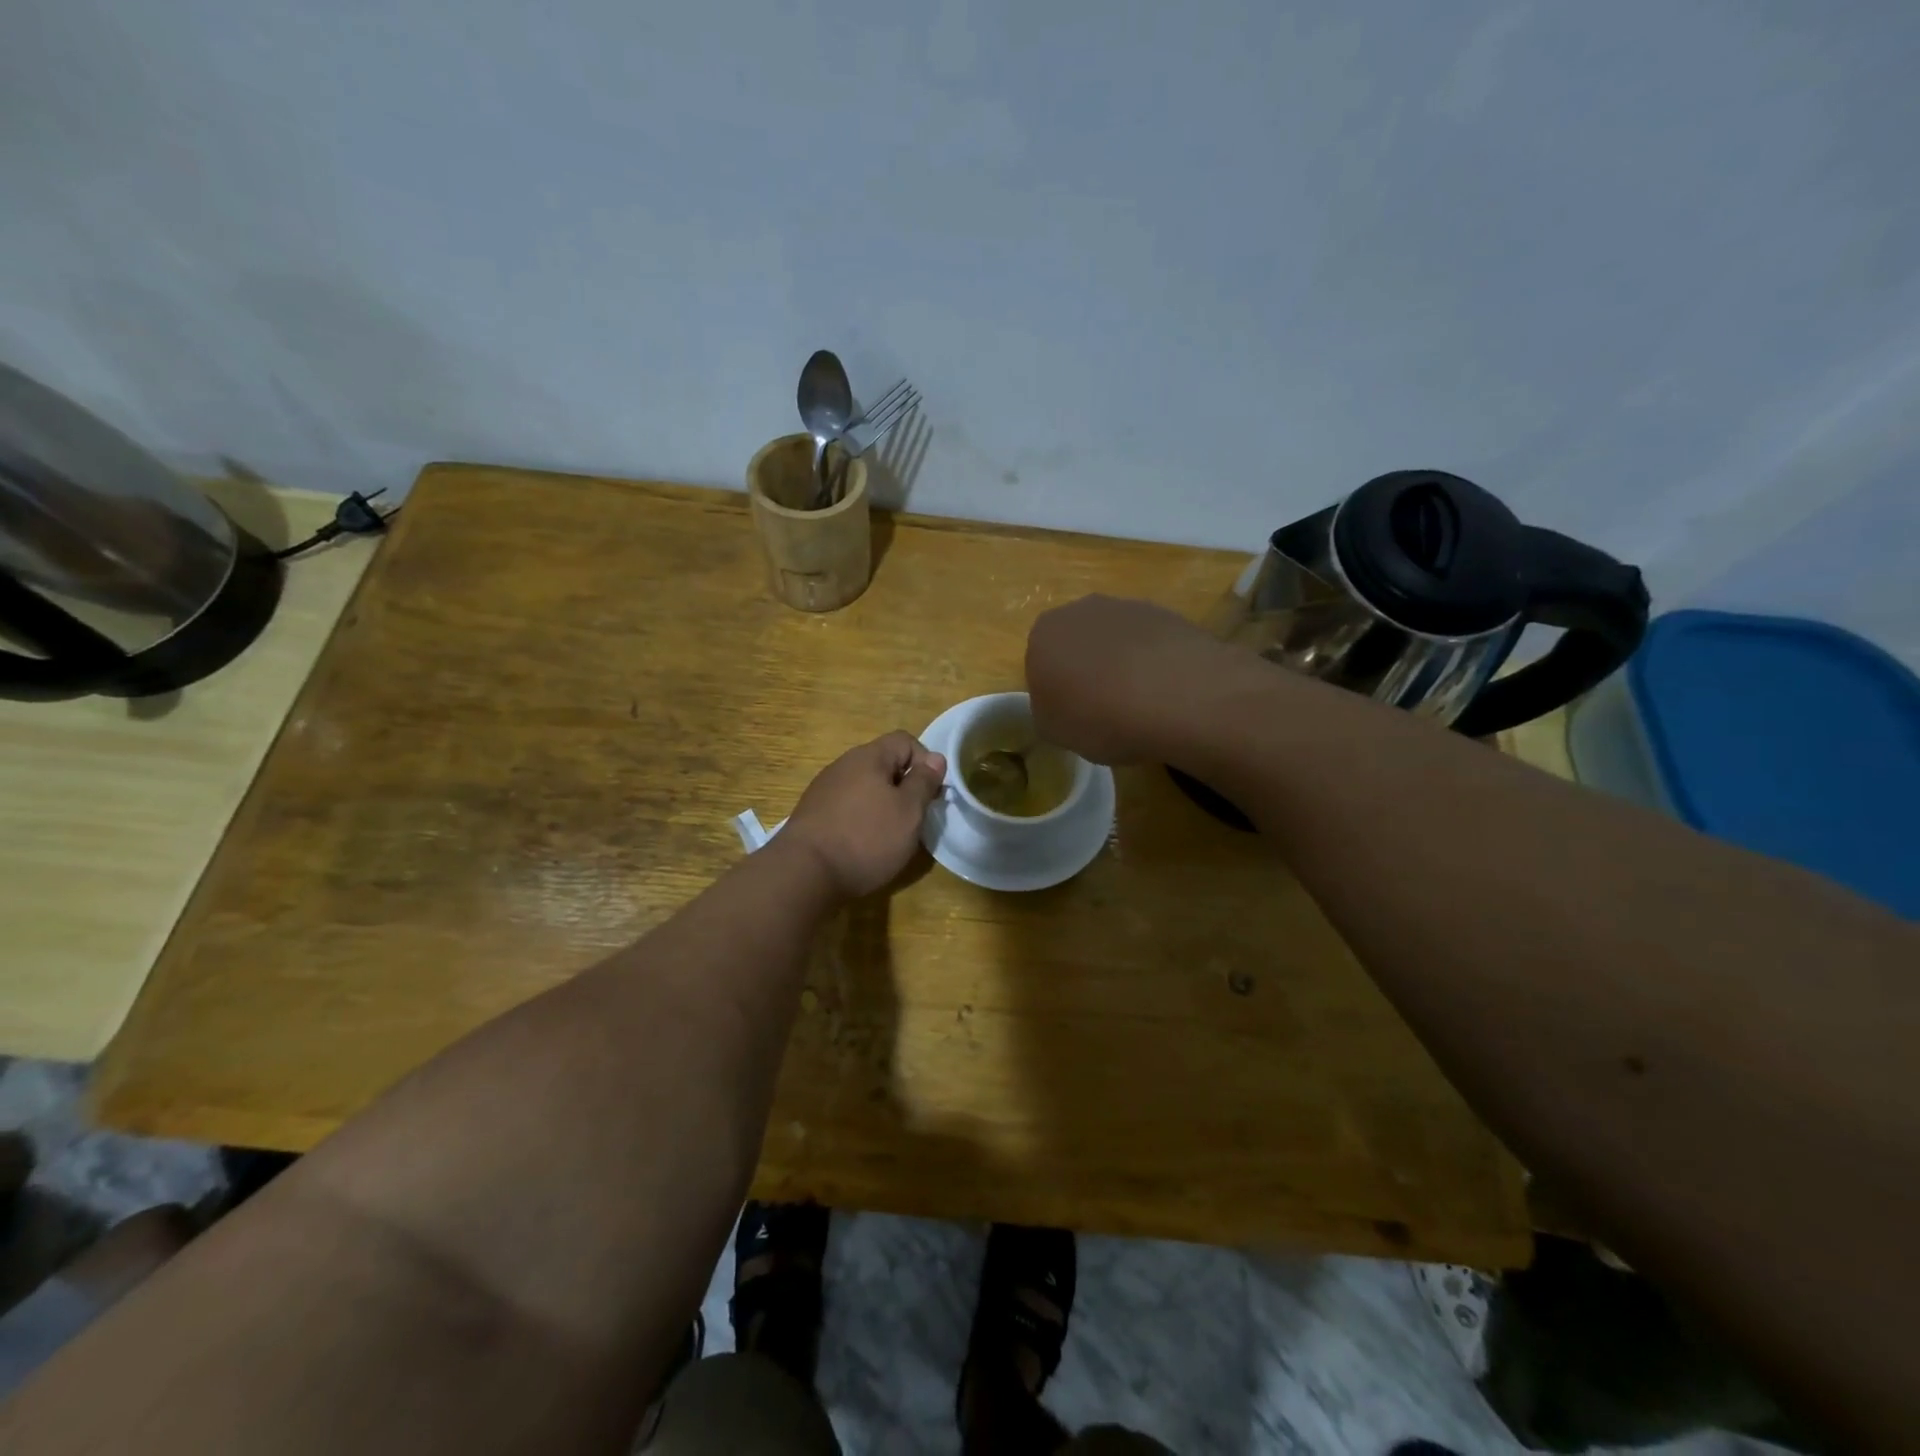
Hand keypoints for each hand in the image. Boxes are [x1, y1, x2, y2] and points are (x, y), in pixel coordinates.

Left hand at [781, 732, 946, 898]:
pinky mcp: (813, 814)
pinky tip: (862, 845)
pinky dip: (861, 819)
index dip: (925, 762)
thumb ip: (924, 782)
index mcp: (869, 757)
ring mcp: (824, 789)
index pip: (905, 741)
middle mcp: (843, 765)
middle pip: (884, 764)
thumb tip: (936, 758)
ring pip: (865, 787)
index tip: (931, 793)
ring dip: (882, 805)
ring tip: (890, 835)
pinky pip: (847, 807)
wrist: (804, 873)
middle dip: (904, 787)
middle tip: (914, 818)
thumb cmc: (866, 838)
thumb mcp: (908, 811)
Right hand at [1025, 595, 1230, 764]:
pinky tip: (1165, 691)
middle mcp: (1080, 610)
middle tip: (1103, 708)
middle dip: (1087, 670)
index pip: (1039, 664)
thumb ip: (1047, 711)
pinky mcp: (1166, 614)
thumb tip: (1060, 704)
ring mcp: (1126, 607)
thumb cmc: (1099, 717)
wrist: (1175, 695)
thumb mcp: (1054, 731)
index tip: (1072, 715)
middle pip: (1077, 643)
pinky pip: (1150, 643)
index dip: (1055, 691)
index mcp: (1043, 635)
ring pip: (1115, 640)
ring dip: (1121, 664)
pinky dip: (1153, 662)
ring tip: (1140, 703)